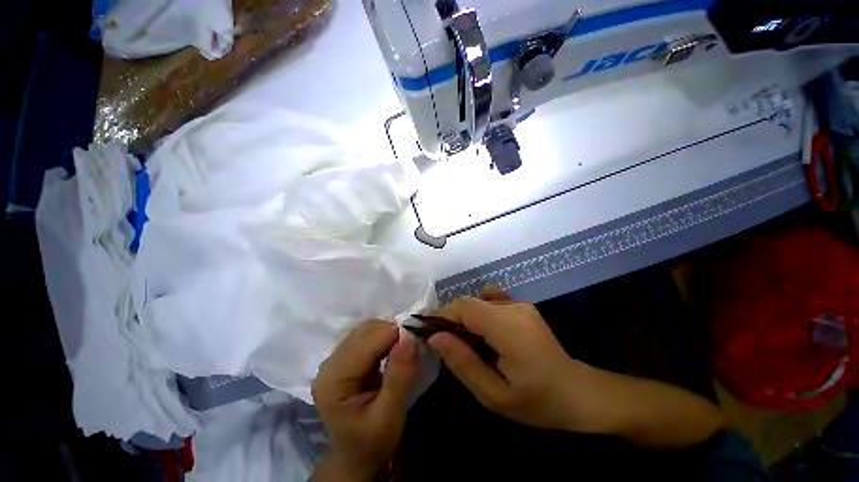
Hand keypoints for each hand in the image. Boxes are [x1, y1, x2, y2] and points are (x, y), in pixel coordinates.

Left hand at [312, 320, 418, 481]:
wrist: (356, 455)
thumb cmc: (372, 441)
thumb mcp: (390, 417)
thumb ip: (400, 377)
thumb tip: (411, 337)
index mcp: (333, 380)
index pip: (367, 342)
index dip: (394, 336)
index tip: (418, 341)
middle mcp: (329, 363)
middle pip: (366, 331)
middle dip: (393, 333)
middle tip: (413, 347)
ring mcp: (336, 359)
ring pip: (367, 329)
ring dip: (389, 334)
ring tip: (404, 350)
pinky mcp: (345, 357)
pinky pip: (368, 335)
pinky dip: (385, 337)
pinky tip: (393, 351)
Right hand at [429, 289, 592, 430]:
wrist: (577, 392)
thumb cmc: (537, 401)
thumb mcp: (494, 395)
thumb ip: (463, 363)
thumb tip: (435, 337)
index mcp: (509, 328)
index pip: (466, 307)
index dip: (443, 315)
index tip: (428, 331)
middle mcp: (514, 308)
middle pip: (470, 301)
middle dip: (450, 317)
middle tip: (442, 341)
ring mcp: (520, 304)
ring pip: (478, 300)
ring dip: (463, 315)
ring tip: (461, 339)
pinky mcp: (521, 306)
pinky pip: (490, 300)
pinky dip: (477, 311)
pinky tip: (481, 330)